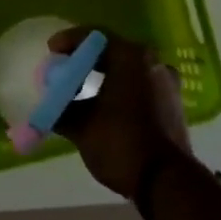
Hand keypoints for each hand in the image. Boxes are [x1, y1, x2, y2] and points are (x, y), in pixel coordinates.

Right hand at [52, 27, 191, 199]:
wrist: (167, 183)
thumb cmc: (121, 143)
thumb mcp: (82, 126)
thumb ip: (61, 109)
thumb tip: (48, 106)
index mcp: (131, 57)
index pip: (95, 36)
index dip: (69, 41)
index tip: (51, 51)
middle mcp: (153, 62)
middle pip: (112, 50)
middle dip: (85, 59)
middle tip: (64, 69)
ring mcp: (167, 83)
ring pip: (127, 69)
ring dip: (103, 75)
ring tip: (80, 90)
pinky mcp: (172, 104)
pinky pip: (139, 85)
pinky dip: (119, 88)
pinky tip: (103, 105)